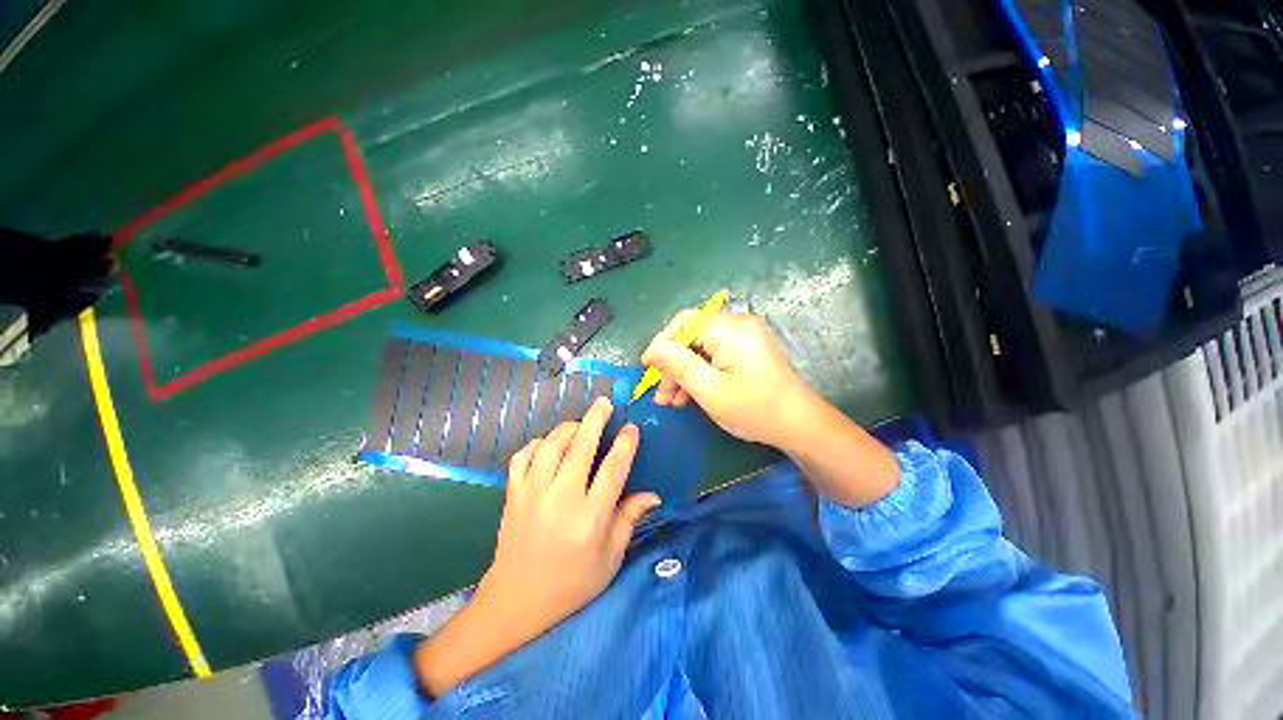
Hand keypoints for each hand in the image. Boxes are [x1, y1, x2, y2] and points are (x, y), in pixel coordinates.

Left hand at [415, 397, 658, 695]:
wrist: (516, 601)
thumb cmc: (571, 584)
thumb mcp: (609, 559)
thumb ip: (629, 520)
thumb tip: (653, 495)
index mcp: (589, 519)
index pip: (612, 470)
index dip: (625, 445)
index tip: (631, 428)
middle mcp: (561, 500)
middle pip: (581, 447)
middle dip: (595, 419)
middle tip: (604, 402)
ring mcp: (532, 494)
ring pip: (551, 445)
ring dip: (568, 428)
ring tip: (580, 423)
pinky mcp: (513, 494)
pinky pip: (523, 456)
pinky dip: (537, 443)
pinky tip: (548, 444)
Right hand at [641, 311, 812, 448]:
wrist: (799, 425)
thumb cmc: (755, 409)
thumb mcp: (710, 390)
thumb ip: (678, 365)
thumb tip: (652, 349)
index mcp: (731, 329)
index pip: (684, 323)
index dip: (662, 343)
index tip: (647, 367)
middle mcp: (738, 325)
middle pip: (691, 336)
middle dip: (673, 365)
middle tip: (661, 394)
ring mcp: (743, 337)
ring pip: (700, 348)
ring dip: (683, 373)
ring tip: (671, 401)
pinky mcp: (746, 349)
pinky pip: (714, 355)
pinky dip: (700, 373)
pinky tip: (688, 396)